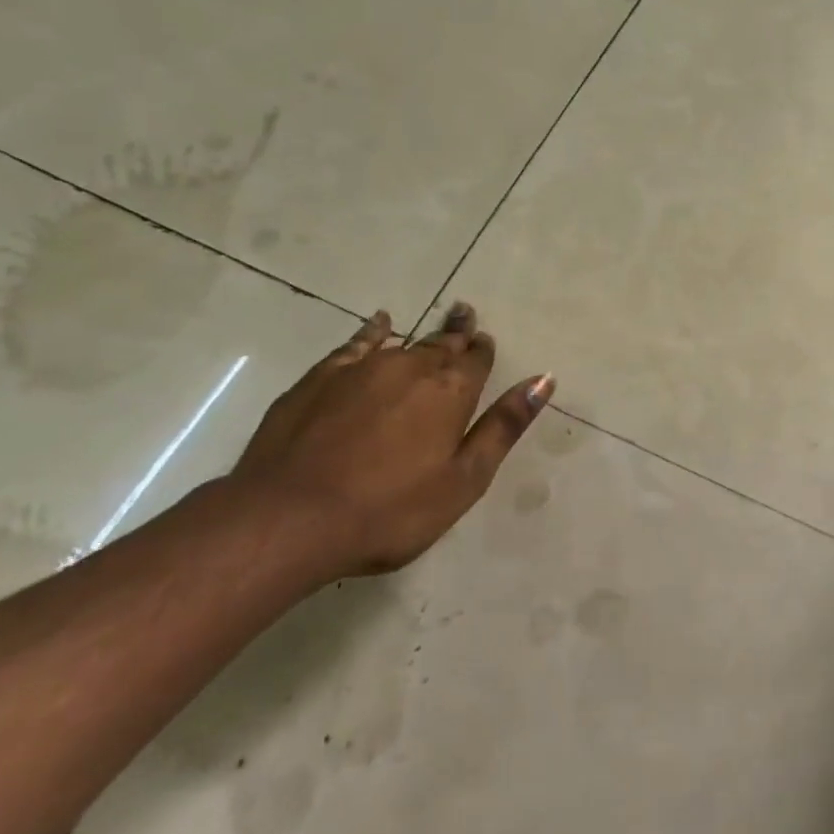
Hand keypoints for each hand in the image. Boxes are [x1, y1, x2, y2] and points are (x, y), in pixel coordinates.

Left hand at [228, 303, 552, 577]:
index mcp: (451, 391)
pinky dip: (373, 331)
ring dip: (424, 334)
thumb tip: (543, 379)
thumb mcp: (463, 479)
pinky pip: (357, 343)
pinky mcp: (322, 378)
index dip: (482, 350)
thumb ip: (503, 426)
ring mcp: (363, 369)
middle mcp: (412, 368)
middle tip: (467, 315)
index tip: (485, 342)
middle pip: (442, 343)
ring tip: (438, 322)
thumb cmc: (389, 510)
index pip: (476, 359)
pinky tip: (380, 323)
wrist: (290, 517)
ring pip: (404, 342)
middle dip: (458, 332)